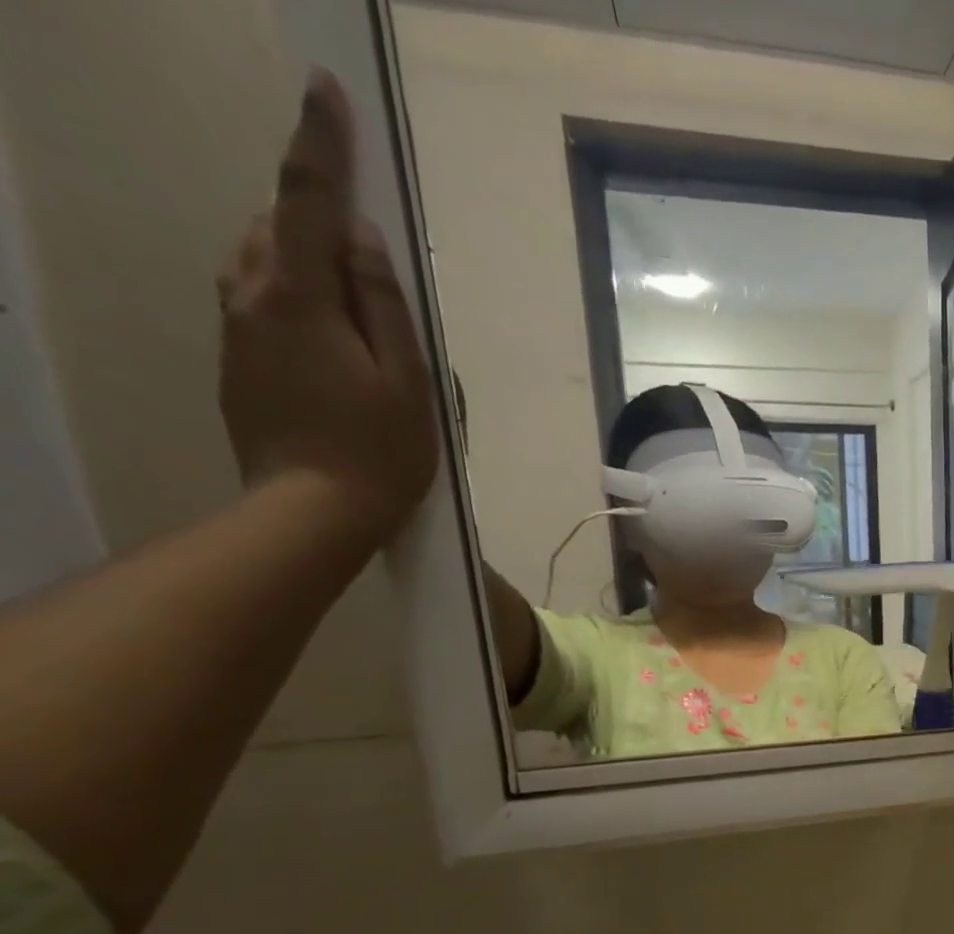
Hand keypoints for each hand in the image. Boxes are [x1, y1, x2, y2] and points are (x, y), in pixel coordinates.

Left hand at [216, 69, 437, 546]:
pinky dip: (292, 293)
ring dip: (302, 255)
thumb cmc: (378, 452)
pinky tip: (330, 333)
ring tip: (353, 294)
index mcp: (297, 296)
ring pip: (261, 261)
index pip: (307, 200)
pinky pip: (259, 298)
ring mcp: (235, 328)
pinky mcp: (236, 359)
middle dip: (314, 213)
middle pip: (276, 225)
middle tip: (364, 240)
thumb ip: (384, 305)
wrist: (310, 511)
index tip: (327, 91)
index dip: (320, 144)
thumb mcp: (407, 382)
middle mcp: (250, 295)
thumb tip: (361, 239)